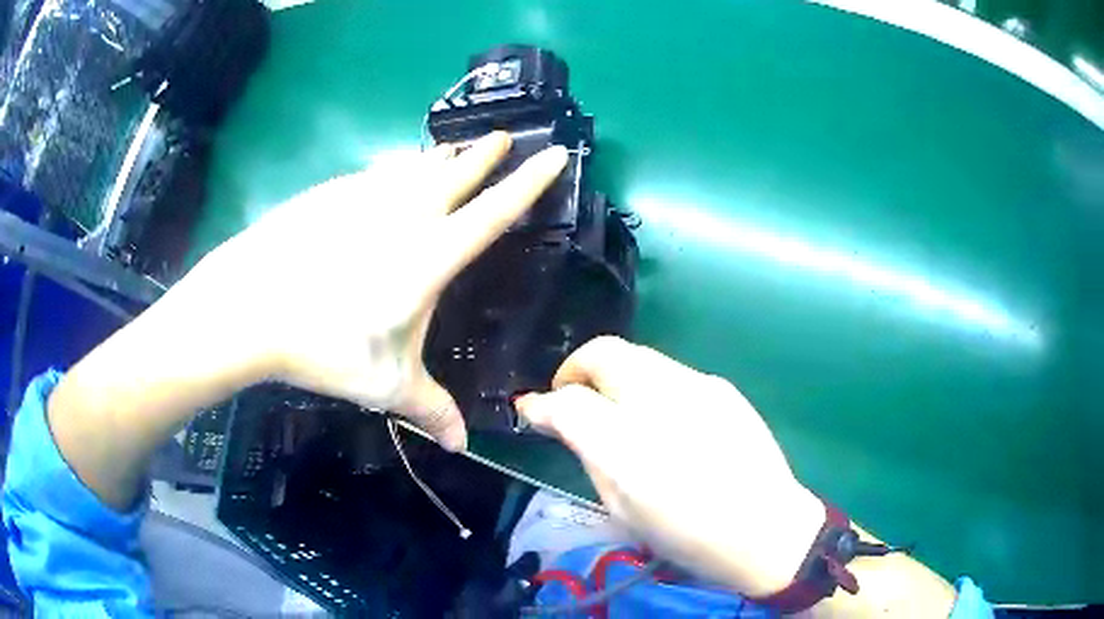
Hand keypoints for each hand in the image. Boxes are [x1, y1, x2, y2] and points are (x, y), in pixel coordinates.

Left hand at [184, 132, 567, 449]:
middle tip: (505, 136)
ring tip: (455, 150)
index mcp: (431, 255)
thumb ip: (430, 411)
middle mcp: (405, 214)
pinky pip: (379, 172)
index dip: (530, 182)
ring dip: (441, 157)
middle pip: (457, 171)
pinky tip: (391, 173)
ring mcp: (365, 196)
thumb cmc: (325, 346)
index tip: (556, 154)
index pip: (495, 211)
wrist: (250, 305)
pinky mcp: (332, 193)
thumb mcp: (386, 385)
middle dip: (486, 152)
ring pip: (416, 165)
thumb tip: (461, 446)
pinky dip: (396, 169)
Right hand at [515, 336, 824, 595]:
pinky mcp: (722, 387)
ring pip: (637, 357)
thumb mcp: (623, 510)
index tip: (532, 410)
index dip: (541, 402)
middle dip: (576, 368)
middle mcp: (662, 400)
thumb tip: (561, 424)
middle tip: (570, 398)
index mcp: (629, 445)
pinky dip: (649, 386)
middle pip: (604, 352)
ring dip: (614, 375)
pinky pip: (670, 373)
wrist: (767, 529)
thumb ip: (589, 458)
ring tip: (616, 410)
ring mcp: (698, 386)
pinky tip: (663, 420)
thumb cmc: (688, 536)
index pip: (568, 400)